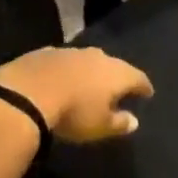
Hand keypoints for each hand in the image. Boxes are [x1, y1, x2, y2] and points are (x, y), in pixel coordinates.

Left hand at [0, 46, 152, 143]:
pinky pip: (66, 61)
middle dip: (118, 76)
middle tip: (119, 87)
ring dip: (92, 71)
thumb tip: (135, 121)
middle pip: (114, 65)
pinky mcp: (49, 52)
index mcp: (116, 73)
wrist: (30, 91)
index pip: (137, 77)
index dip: (143, 86)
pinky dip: (69, 69)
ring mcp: (73, 51)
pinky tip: (63, 78)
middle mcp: (98, 56)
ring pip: (89, 60)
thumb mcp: (100, 126)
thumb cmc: (74, 112)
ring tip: (91, 82)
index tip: (148, 92)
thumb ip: (119, 123)